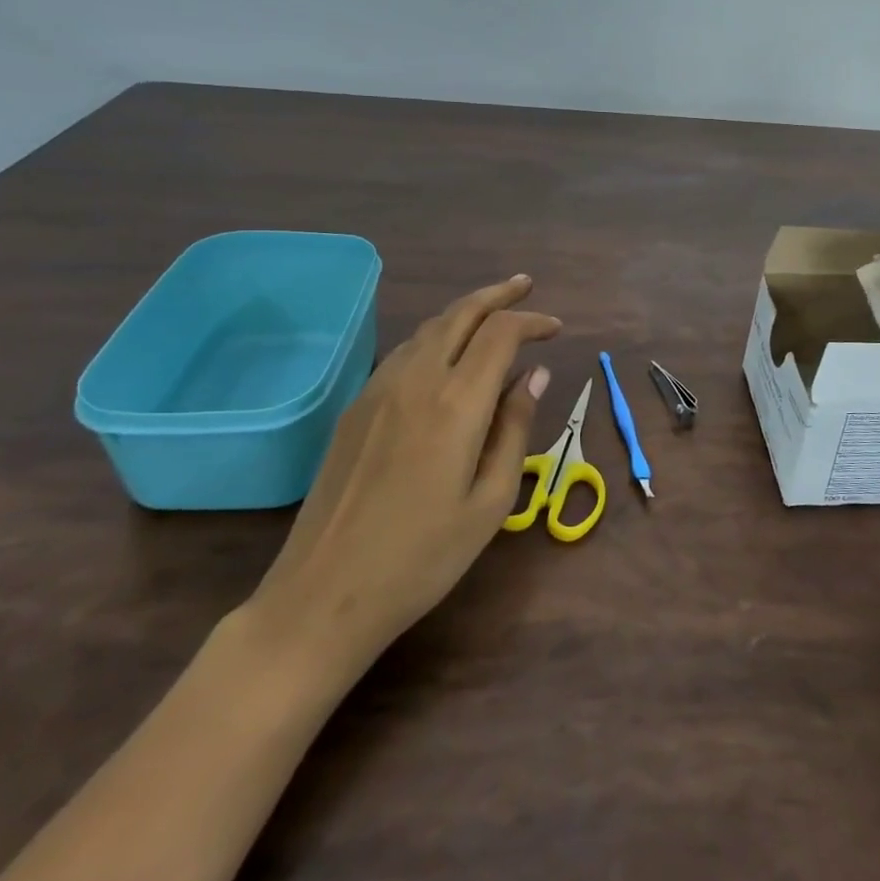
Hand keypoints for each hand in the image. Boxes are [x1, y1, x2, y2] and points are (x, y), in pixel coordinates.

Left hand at [240, 275, 559, 694]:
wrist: (323, 595)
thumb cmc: (423, 557)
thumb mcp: (491, 501)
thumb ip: (515, 428)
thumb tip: (534, 375)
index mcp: (457, 402)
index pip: (501, 333)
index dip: (533, 322)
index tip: (557, 331)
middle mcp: (417, 380)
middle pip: (461, 313)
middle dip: (498, 294)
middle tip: (525, 285)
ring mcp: (379, 390)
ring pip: (429, 328)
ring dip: (465, 312)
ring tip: (492, 313)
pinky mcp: (356, 408)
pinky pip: (404, 352)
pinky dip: (436, 336)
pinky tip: (447, 353)